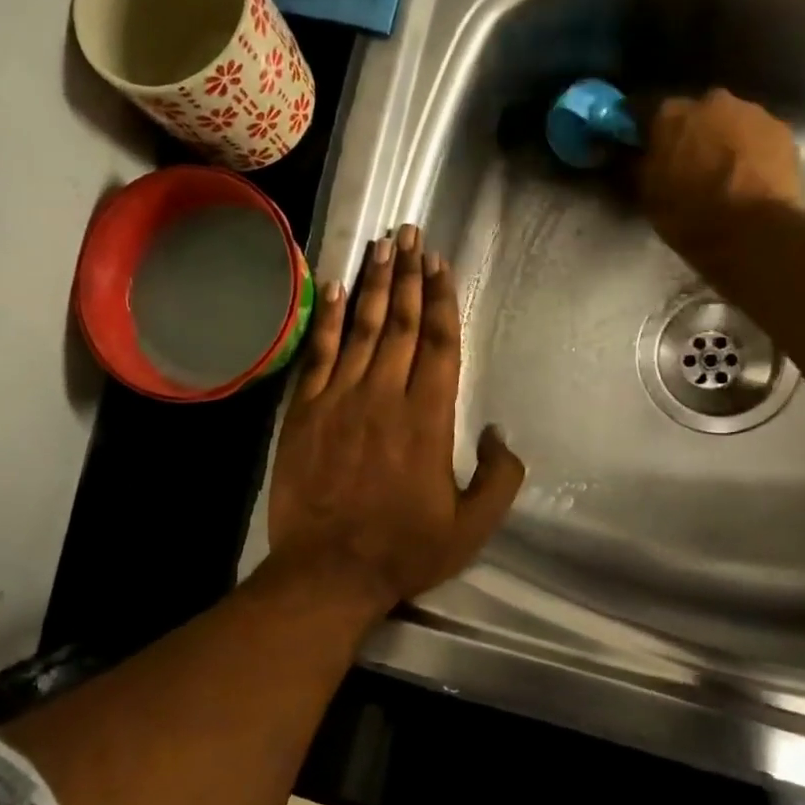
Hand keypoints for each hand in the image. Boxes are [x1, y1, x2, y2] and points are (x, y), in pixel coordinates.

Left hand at [267, 224, 524, 617]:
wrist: (329, 570)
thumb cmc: (404, 550)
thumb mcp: (472, 526)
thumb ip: (499, 477)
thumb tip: (499, 432)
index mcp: (429, 418)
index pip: (439, 343)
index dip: (442, 300)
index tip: (440, 264)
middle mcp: (385, 395)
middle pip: (401, 323)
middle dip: (409, 275)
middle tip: (411, 233)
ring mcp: (340, 399)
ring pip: (360, 328)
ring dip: (373, 284)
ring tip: (381, 245)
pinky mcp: (305, 412)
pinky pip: (317, 354)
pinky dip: (325, 318)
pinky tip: (332, 287)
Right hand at [636, 88, 802, 259]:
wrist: (750, 232)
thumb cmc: (688, 215)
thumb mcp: (647, 194)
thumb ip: (634, 164)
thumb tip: (625, 151)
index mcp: (670, 113)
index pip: (645, 110)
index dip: (642, 129)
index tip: (640, 145)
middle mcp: (712, 100)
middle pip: (694, 112)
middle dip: (688, 131)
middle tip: (685, 162)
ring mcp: (752, 111)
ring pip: (729, 121)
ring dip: (722, 138)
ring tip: (721, 172)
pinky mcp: (782, 130)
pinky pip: (757, 136)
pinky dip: (750, 150)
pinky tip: (747, 176)